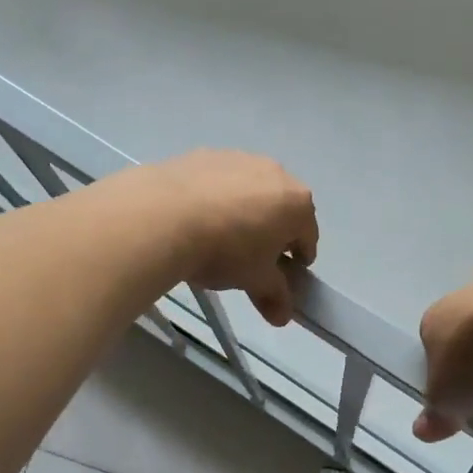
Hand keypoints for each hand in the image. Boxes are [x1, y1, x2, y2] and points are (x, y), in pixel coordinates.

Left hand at [141, 151, 318, 326]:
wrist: (164, 216)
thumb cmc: (225, 251)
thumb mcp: (254, 280)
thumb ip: (274, 296)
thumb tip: (283, 317)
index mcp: (297, 204)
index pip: (308, 237)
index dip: (299, 260)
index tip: (285, 276)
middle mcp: (275, 173)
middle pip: (282, 209)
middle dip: (272, 232)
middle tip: (252, 259)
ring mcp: (239, 158)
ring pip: (250, 191)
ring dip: (244, 211)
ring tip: (220, 237)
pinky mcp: (205, 154)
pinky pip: (219, 181)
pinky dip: (216, 197)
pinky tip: (195, 218)